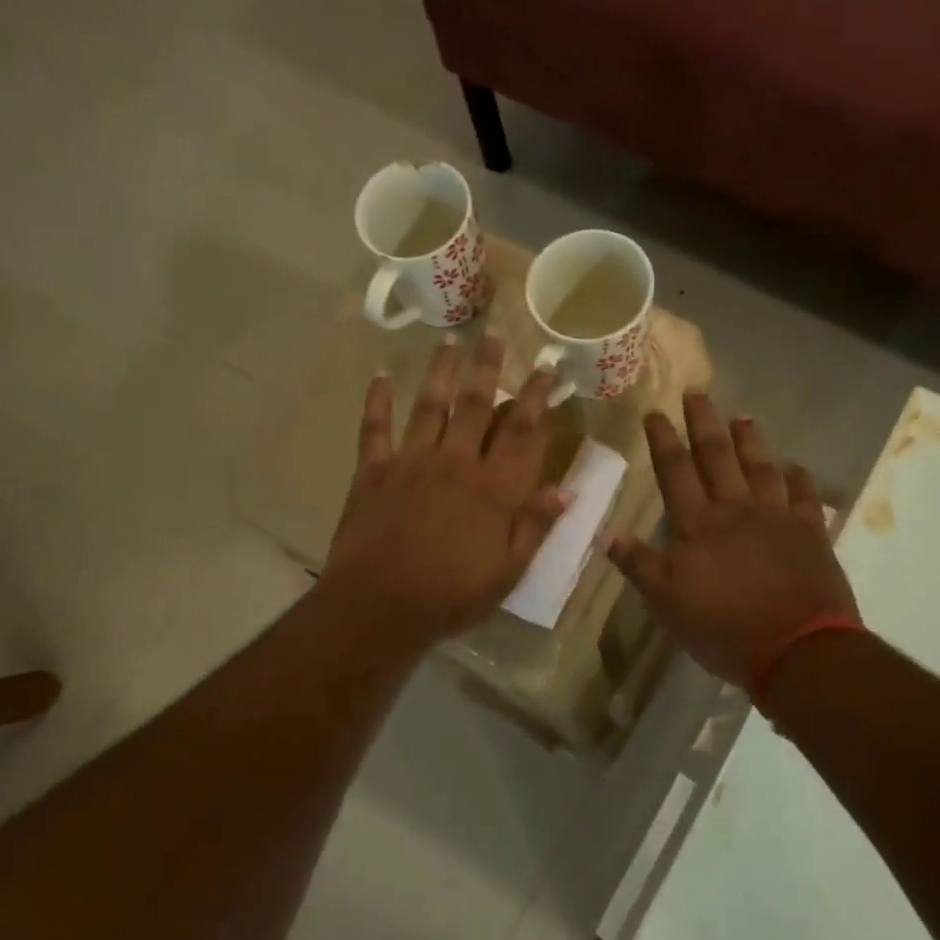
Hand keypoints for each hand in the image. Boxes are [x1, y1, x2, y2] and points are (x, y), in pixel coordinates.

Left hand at [326, 334, 567, 646]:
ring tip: (450, 339)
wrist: (379, 605)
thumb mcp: (508, 572)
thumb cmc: (451, 596)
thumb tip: (566, 490)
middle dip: (489, 368)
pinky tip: (378, 375)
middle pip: (478, 406)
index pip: (523, 432)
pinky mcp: (373, 472)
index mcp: (494, 489)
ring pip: (431, 405)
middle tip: (496, 334)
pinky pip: (375, 428)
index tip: (548, 366)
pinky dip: (376, 401)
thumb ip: (535, 526)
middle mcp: (456, 462)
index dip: (538, 396)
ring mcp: (411, 462)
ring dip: (442, 371)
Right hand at [606, 393, 857, 686]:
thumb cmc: (723, 628)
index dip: (664, 441)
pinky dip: (800, 480)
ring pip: (761, 468)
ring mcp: (778, 519)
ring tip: (743, 417)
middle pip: (717, 457)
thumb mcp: (667, 603)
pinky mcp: (811, 534)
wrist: (797, 648)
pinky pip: (805, 498)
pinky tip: (796, 467)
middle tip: (698, 393)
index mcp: (698, 525)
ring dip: (751, 442)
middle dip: (705, 423)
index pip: (675, 472)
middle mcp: (736, 510)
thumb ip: (640, 566)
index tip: (655, 412)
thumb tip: (607, 536)